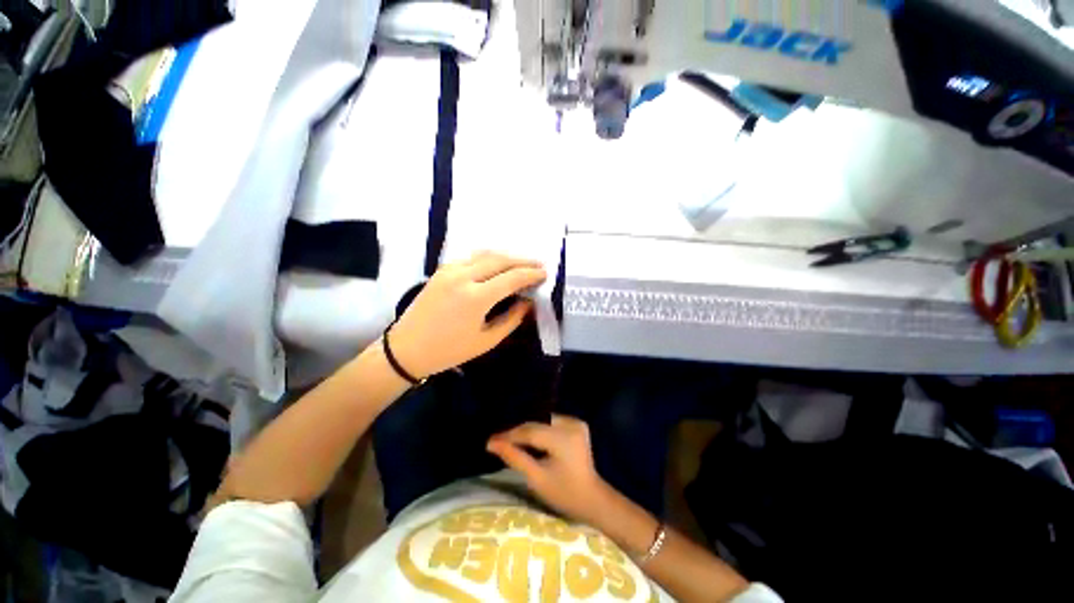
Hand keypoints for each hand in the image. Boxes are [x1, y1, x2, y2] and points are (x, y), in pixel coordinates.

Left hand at [389, 252, 546, 378]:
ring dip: (507, 257)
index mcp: (475, 297)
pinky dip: (489, 258)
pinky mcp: (442, 270)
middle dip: (523, 260)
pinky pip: (471, 257)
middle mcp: (463, 276)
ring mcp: (450, 270)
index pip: (512, 277)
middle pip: (500, 259)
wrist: (406, 348)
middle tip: (539, 264)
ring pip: (485, 254)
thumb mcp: (486, 341)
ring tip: (522, 264)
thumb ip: (512, 319)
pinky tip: (497, 266)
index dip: (531, 274)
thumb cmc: (449, 350)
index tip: (545, 273)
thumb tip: (529, 302)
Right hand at [487, 415, 610, 523]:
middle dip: (517, 433)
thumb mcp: (537, 478)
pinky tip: (529, 438)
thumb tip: (492, 443)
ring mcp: (576, 422)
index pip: (530, 431)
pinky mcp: (577, 424)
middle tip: (498, 441)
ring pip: (542, 421)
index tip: (490, 441)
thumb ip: (515, 457)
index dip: (509, 435)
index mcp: (563, 438)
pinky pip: (551, 422)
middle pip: (536, 424)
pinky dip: (539, 429)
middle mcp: (571, 424)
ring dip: (527, 430)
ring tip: (510, 440)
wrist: (592, 498)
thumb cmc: (564, 494)